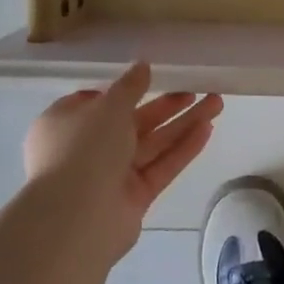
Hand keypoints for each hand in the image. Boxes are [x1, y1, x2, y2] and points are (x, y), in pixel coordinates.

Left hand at [23, 62, 222, 262]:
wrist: (75, 218)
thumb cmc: (83, 149)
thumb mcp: (108, 107)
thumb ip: (130, 86)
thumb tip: (142, 65)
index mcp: (67, 124)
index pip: (98, 102)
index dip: (127, 90)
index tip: (156, 77)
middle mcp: (87, 149)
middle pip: (134, 122)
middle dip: (168, 105)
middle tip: (198, 88)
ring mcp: (111, 175)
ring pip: (153, 143)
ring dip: (184, 123)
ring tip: (216, 103)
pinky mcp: (134, 197)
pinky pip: (162, 167)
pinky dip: (183, 149)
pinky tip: (207, 129)